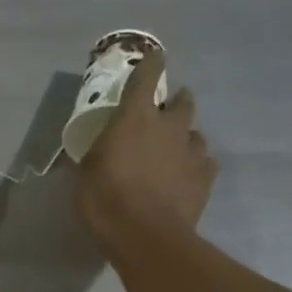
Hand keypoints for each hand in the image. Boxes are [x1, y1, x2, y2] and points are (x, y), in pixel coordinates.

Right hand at [74, 51, 217, 257]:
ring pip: (195, 133)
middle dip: (176, 102)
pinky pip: (204, 162)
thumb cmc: (106, 200)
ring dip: (184, 137)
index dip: (151, 63)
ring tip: (173, 151)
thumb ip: (92, 156)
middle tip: (166, 111)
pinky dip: (195, 164)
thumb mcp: (85, 175)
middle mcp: (169, 126)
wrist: (146, 235)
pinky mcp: (206, 176)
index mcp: (135, 118)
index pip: (146, 78)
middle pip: (183, 101)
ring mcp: (192, 150)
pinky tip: (185, 177)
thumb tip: (86, 152)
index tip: (155, 56)